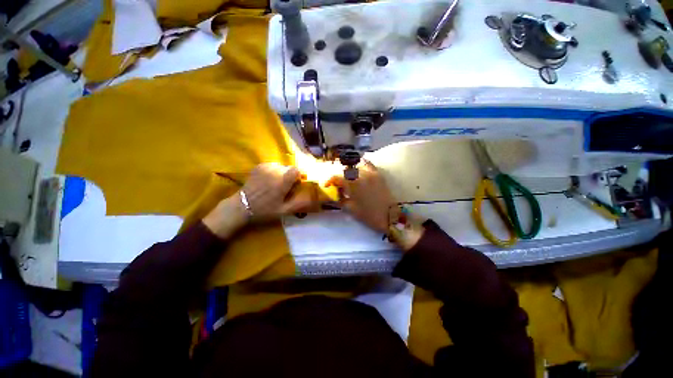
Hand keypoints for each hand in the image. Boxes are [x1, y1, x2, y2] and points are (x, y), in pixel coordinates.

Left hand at [242, 163, 312, 221]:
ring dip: (282, 173)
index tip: (296, 184)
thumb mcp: (284, 210)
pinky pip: (273, 166)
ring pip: (281, 166)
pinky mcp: (259, 166)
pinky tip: (268, 181)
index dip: (298, 176)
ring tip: (275, 185)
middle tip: (285, 188)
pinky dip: (274, 171)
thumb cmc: (264, 210)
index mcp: (282, 181)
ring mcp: (265, 167)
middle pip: (289, 168)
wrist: (241, 206)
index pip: (296, 170)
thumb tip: (313, 199)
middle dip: (290, 176)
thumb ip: (299, 203)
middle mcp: (275, 171)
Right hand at [327, 160, 395, 233]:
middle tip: (337, 184)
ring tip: (347, 178)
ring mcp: (370, 173)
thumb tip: (335, 194)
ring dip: (348, 171)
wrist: (389, 216)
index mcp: (352, 184)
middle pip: (345, 170)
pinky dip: (361, 164)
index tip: (326, 185)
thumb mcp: (351, 209)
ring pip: (355, 166)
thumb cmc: (368, 215)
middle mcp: (360, 174)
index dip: (329, 180)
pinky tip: (359, 168)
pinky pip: (368, 164)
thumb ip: (340, 199)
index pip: (336, 177)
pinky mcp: (378, 174)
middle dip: (338, 176)